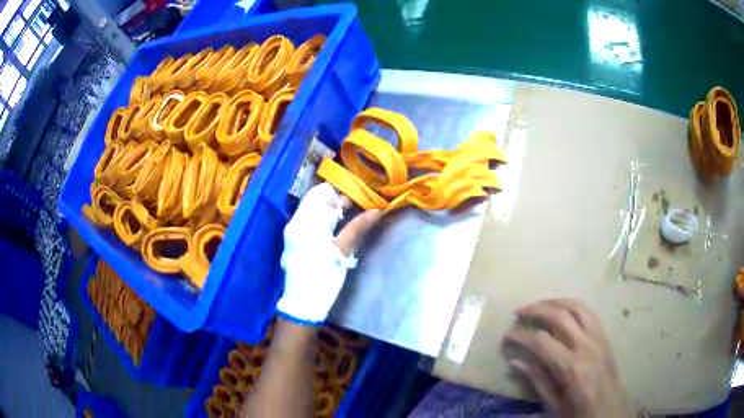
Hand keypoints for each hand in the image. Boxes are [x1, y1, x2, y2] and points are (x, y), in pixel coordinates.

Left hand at [278, 182, 379, 323]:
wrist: (302, 304)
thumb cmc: (323, 279)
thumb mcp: (342, 253)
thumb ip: (358, 228)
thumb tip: (378, 209)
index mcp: (305, 223)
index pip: (321, 193)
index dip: (340, 188)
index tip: (359, 191)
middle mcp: (295, 222)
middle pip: (316, 199)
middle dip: (337, 197)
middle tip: (359, 201)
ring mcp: (292, 230)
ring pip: (312, 208)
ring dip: (330, 207)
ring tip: (351, 210)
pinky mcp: (294, 239)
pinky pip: (308, 219)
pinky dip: (323, 217)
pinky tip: (337, 223)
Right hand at [504, 299, 632, 417]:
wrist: (608, 408)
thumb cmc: (578, 410)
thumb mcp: (553, 403)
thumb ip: (536, 379)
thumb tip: (515, 360)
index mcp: (570, 366)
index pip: (541, 341)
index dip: (521, 336)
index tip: (507, 336)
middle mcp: (585, 345)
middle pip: (559, 316)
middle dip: (536, 310)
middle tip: (519, 312)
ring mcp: (597, 337)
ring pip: (576, 306)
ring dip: (555, 302)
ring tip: (539, 304)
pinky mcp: (603, 335)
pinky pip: (588, 312)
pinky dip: (572, 306)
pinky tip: (562, 309)